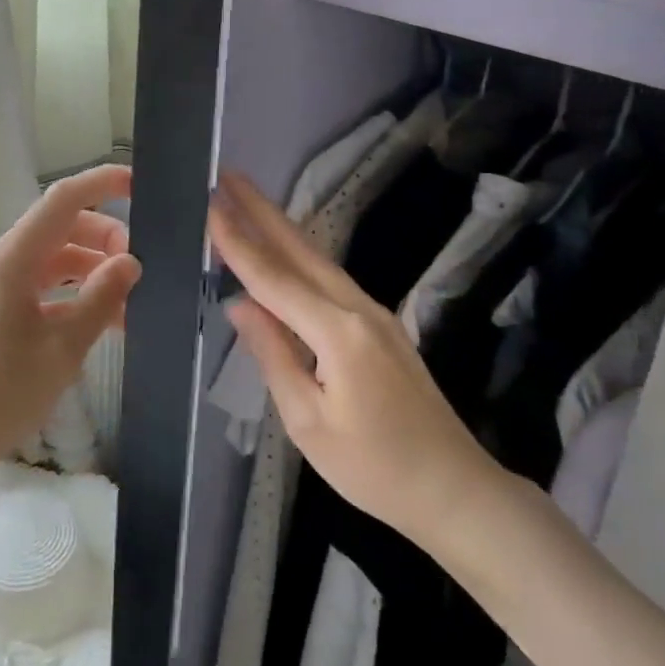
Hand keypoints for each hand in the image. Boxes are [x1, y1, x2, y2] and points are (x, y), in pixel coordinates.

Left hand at [0, 164, 140, 495]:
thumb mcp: (62, 349)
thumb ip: (101, 299)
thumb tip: (131, 262)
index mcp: (13, 260)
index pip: (63, 200)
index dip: (102, 183)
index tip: (141, 187)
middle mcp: (3, 263)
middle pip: (62, 228)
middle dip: (105, 240)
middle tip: (140, 273)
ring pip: (56, 261)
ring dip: (93, 273)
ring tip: (128, 307)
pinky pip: (43, 289)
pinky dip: (74, 297)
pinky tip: (101, 324)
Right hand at [208, 170, 505, 541]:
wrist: (454, 488)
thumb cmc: (374, 467)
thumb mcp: (308, 421)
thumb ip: (273, 355)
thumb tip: (240, 304)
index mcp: (338, 332)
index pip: (273, 278)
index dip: (238, 242)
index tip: (210, 205)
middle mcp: (358, 308)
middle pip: (300, 250)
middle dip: (262, 211)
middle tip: (228, 177)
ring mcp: (375, 313)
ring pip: (318, 259)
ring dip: (280, 228)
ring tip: (247, 201)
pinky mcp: (381, 325)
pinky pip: (330, 279)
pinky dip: (299, 257)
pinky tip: (284, 252)